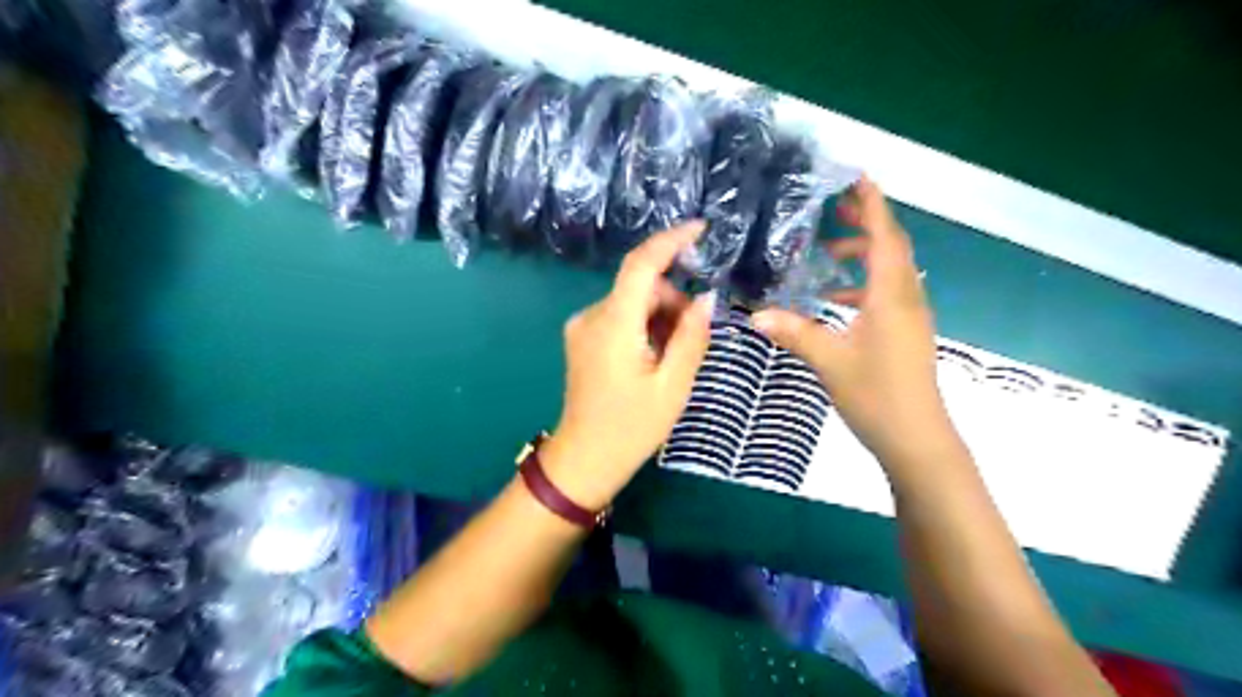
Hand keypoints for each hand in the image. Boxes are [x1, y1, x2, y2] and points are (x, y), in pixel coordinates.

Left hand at [543, 225, 712, 507]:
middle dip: (673, 302)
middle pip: (641, 287)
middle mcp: (592, 316)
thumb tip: (706, 298)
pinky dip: (643, 327)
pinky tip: (653, 358)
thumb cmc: (632, 427)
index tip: (701, 230)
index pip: (641, 265)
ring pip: (632, 302)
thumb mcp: (673, 386)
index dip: (670, 241)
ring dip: (660, 317)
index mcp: (614, 325)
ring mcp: (582, 327)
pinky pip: (620, 317)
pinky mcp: (582, 338)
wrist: (585, 459)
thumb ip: (691, 337)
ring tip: (672, 357)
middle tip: (694, 339)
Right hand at [747, 177, 957, 473]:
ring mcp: (909, 317)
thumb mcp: (830, 361)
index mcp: (892, 296)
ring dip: (863, 255)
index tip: (858, 178)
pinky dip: (862, 285)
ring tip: (827, 254)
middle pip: (892, 248)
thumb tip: (755, 314)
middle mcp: (906, 298)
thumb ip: (795, 333)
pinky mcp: (905, 334)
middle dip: (867, 223)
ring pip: (889, 271)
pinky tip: (835, 300)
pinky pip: (886, 294)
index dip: (873, 206)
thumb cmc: (877, 394)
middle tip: (836, 208)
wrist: (916, 438)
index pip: (885, 238)